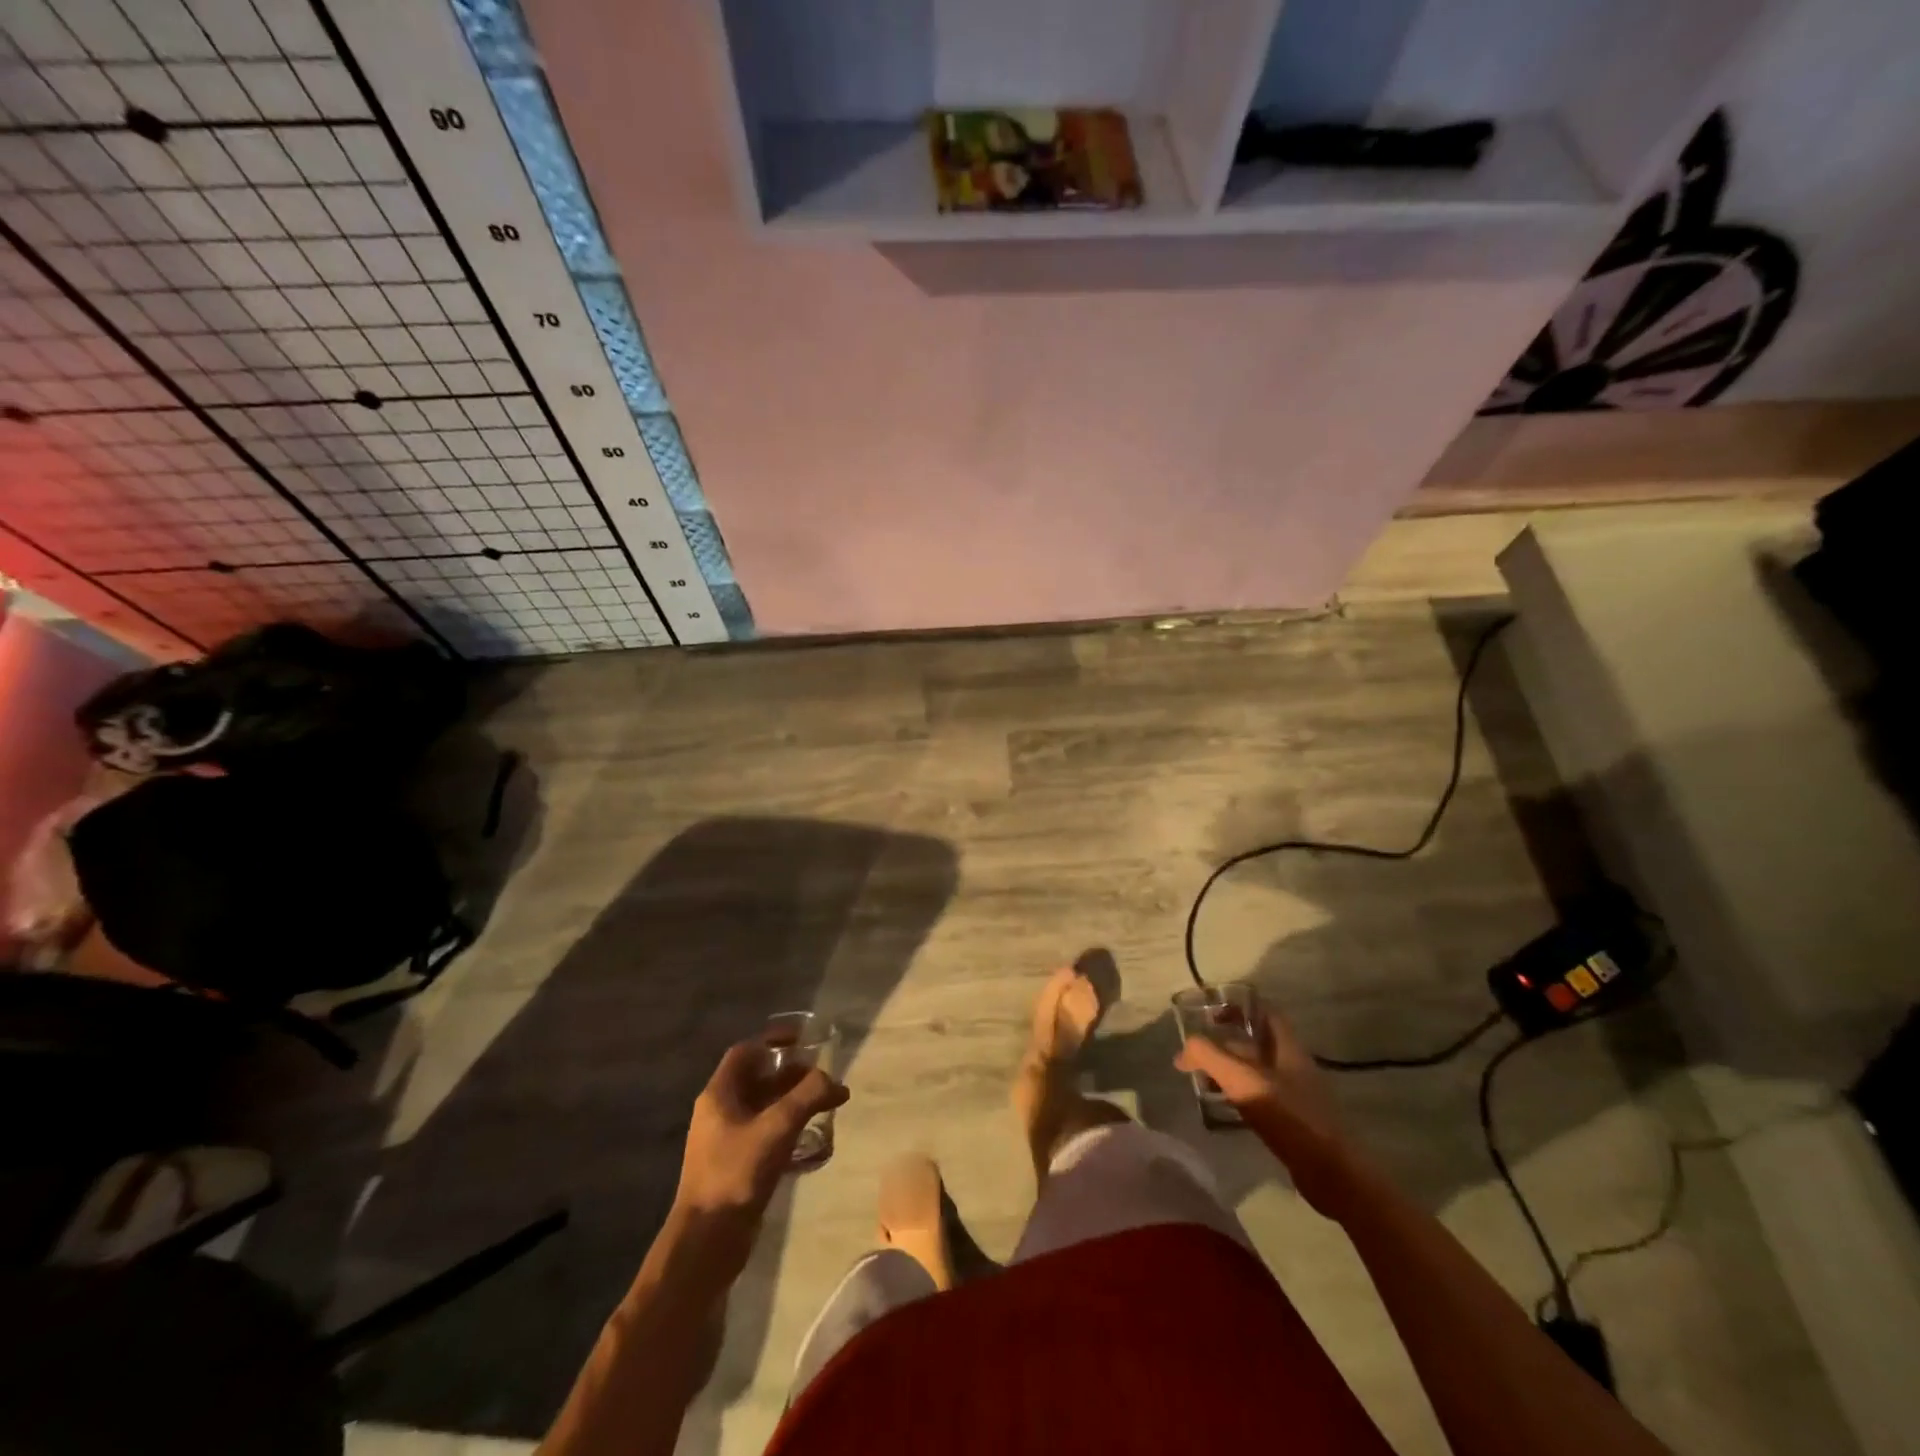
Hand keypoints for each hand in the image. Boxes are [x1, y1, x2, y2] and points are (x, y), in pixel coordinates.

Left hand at [670, 1038, 847, 1270]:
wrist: (706, 1243)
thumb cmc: (736, 1174)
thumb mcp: (777, 1128)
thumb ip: (807, 1096)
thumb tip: (832, 1080)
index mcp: (719, 1095)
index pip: (746, 1052)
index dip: (774, 1040)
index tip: (804, 1040)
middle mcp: (720, 1112)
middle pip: (759, 1080)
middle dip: (793, 1075)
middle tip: (824, 1078)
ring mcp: (726, 1141)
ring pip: (765, 1108)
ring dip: (794, 1102)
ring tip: (827, 1105)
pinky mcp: (736, 1166)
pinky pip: (765, 1133)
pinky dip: (788, 1127)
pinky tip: (812, 1138)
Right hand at [1175, 1008, 1361, 1218]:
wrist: (1331, 1173)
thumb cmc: (1289, 1117)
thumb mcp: (1242, 1081)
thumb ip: (1209, 1057)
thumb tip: (1184, 1049)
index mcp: (1287, 1048)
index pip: (1265, 1012)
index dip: (1239, 1007)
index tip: (1211, 1015)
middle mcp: (1294, 1065)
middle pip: (1258, 1043)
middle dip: (1227, 1044)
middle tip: (1198, 1054)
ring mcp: (1297, 1094)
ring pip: (1258, 1071)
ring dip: (1231, 1070)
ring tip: (1203, 1080)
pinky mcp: (1295, 1121)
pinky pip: (1262, 1096)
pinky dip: (1240, 1095)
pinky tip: (1224, 1108)